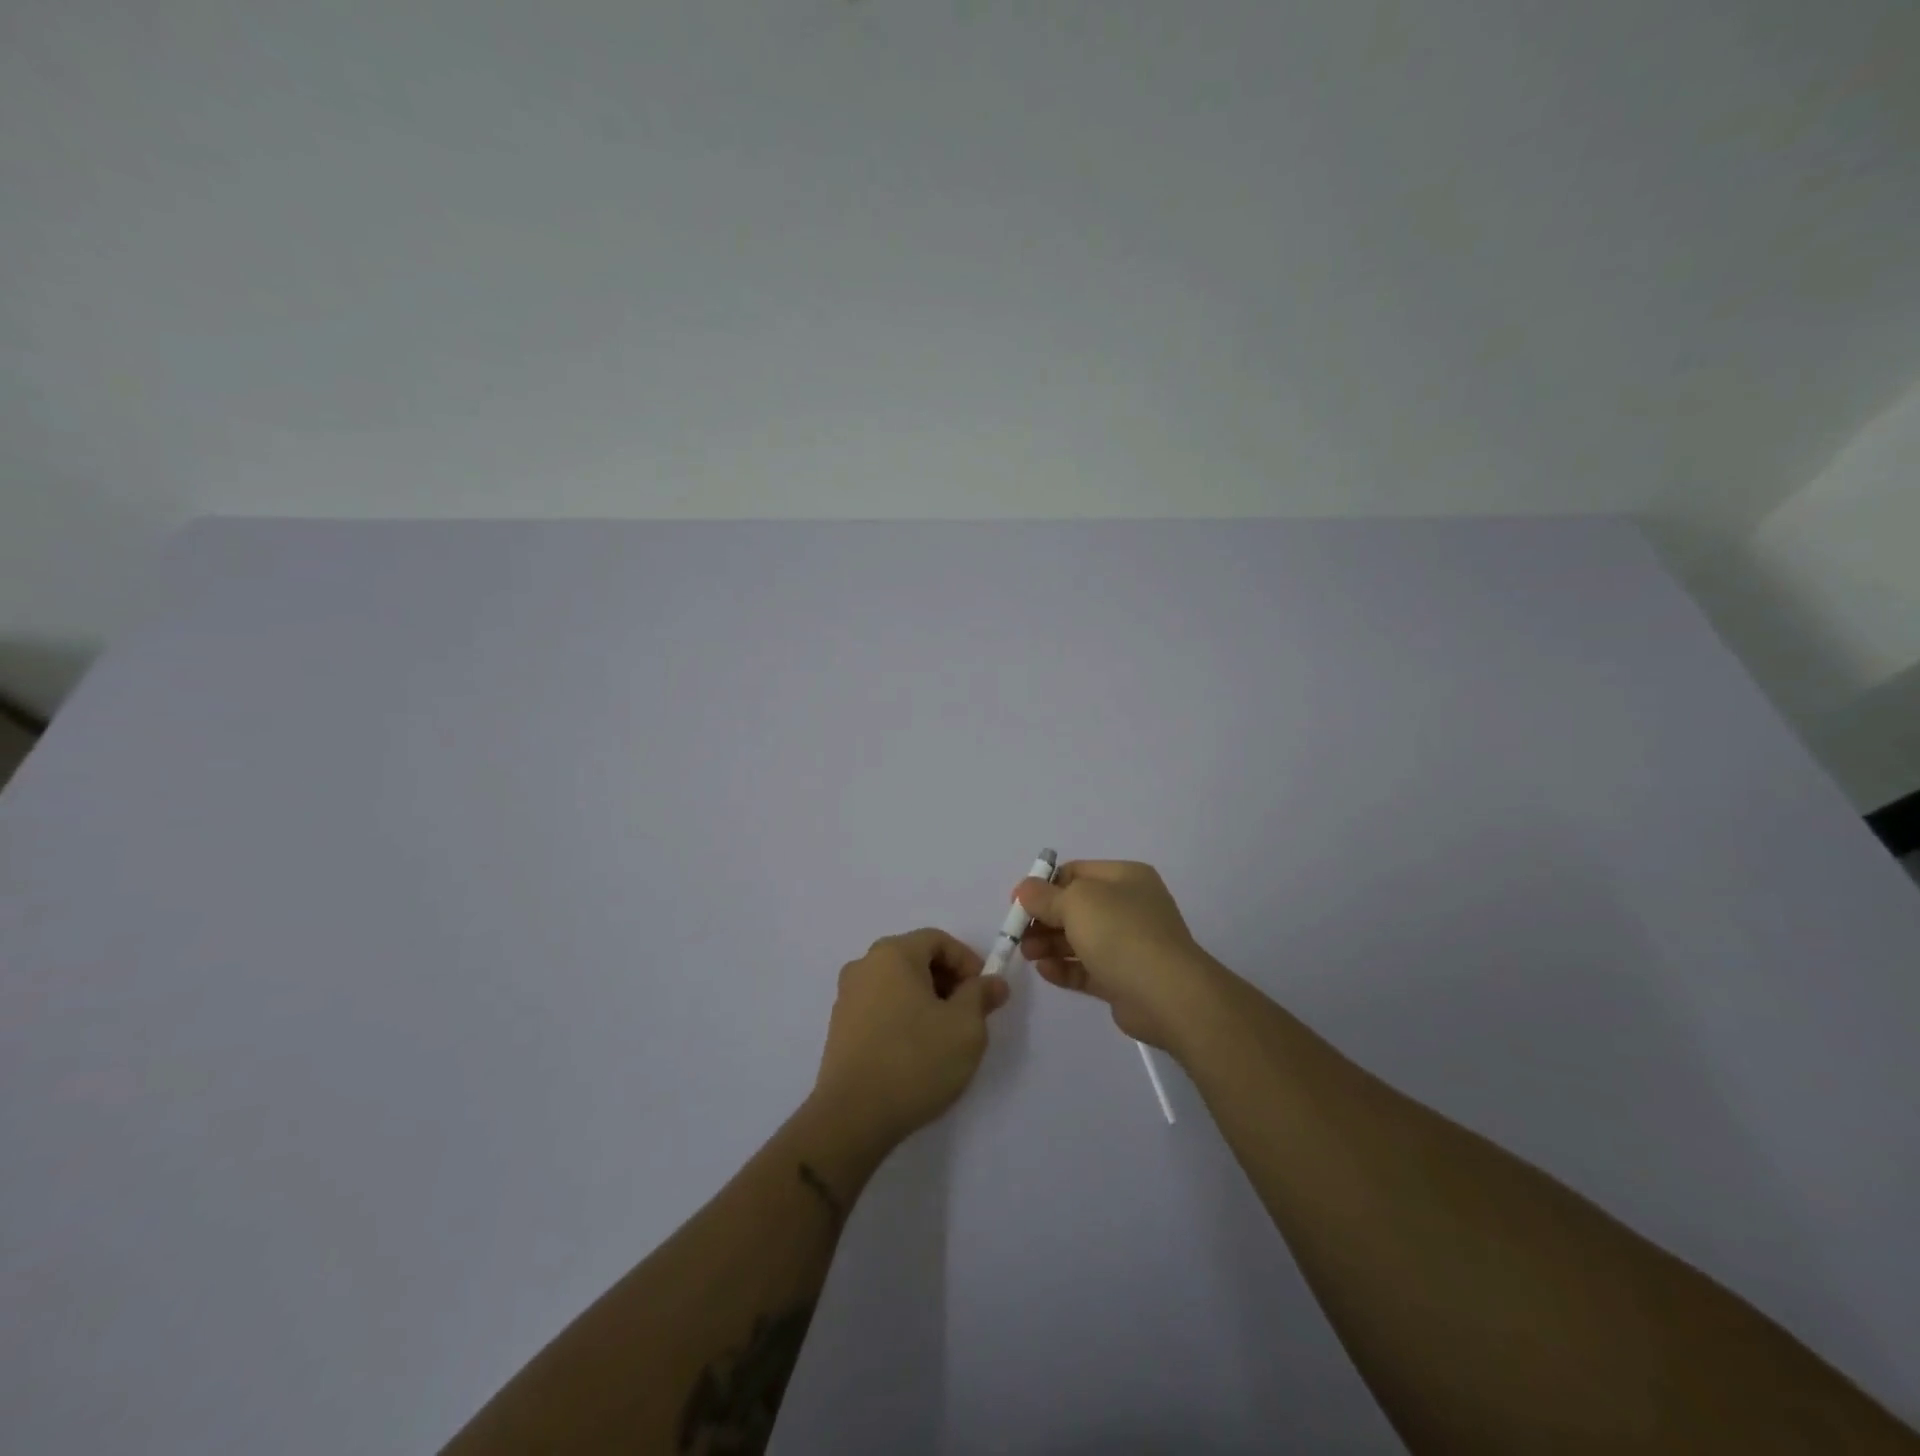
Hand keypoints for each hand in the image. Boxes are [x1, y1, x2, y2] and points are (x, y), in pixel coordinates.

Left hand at [811, 928, 1008, 1148]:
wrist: (853, 1117)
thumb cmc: (915, 1060)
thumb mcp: (966, 1027)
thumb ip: (981, 996)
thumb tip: (992, 982)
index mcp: (892, 954)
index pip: (938, 940)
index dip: (967, 961)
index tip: (984, 994)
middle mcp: (864, 965)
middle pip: (916, 959)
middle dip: (948, 981)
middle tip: (970, 1015)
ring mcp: (847, 997)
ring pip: (897, 985)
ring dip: (926, 1001)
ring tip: (945, 1037)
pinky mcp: (839, 1028)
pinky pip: (880, 1008)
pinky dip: (903, 1017)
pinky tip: (916, 1052)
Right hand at [1015, 860, 1224, 1053]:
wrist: (1167, 995)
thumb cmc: (1120, 933)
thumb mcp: (1076, 902)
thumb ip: (1045, 896)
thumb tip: (1025, 889)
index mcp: (1125, 878)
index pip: (1076, 873)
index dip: (1044, 885)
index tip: (1017, 903)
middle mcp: (1129, 906)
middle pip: (1075, 907)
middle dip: (1044, 919)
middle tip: (1018, 934)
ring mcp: (1129, 944)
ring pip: (1080, 939)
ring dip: (1049, 944)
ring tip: (1028, 955)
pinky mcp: (1124, 978)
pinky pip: (1087, 968)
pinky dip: (1065, 967)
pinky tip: (1045, 971)